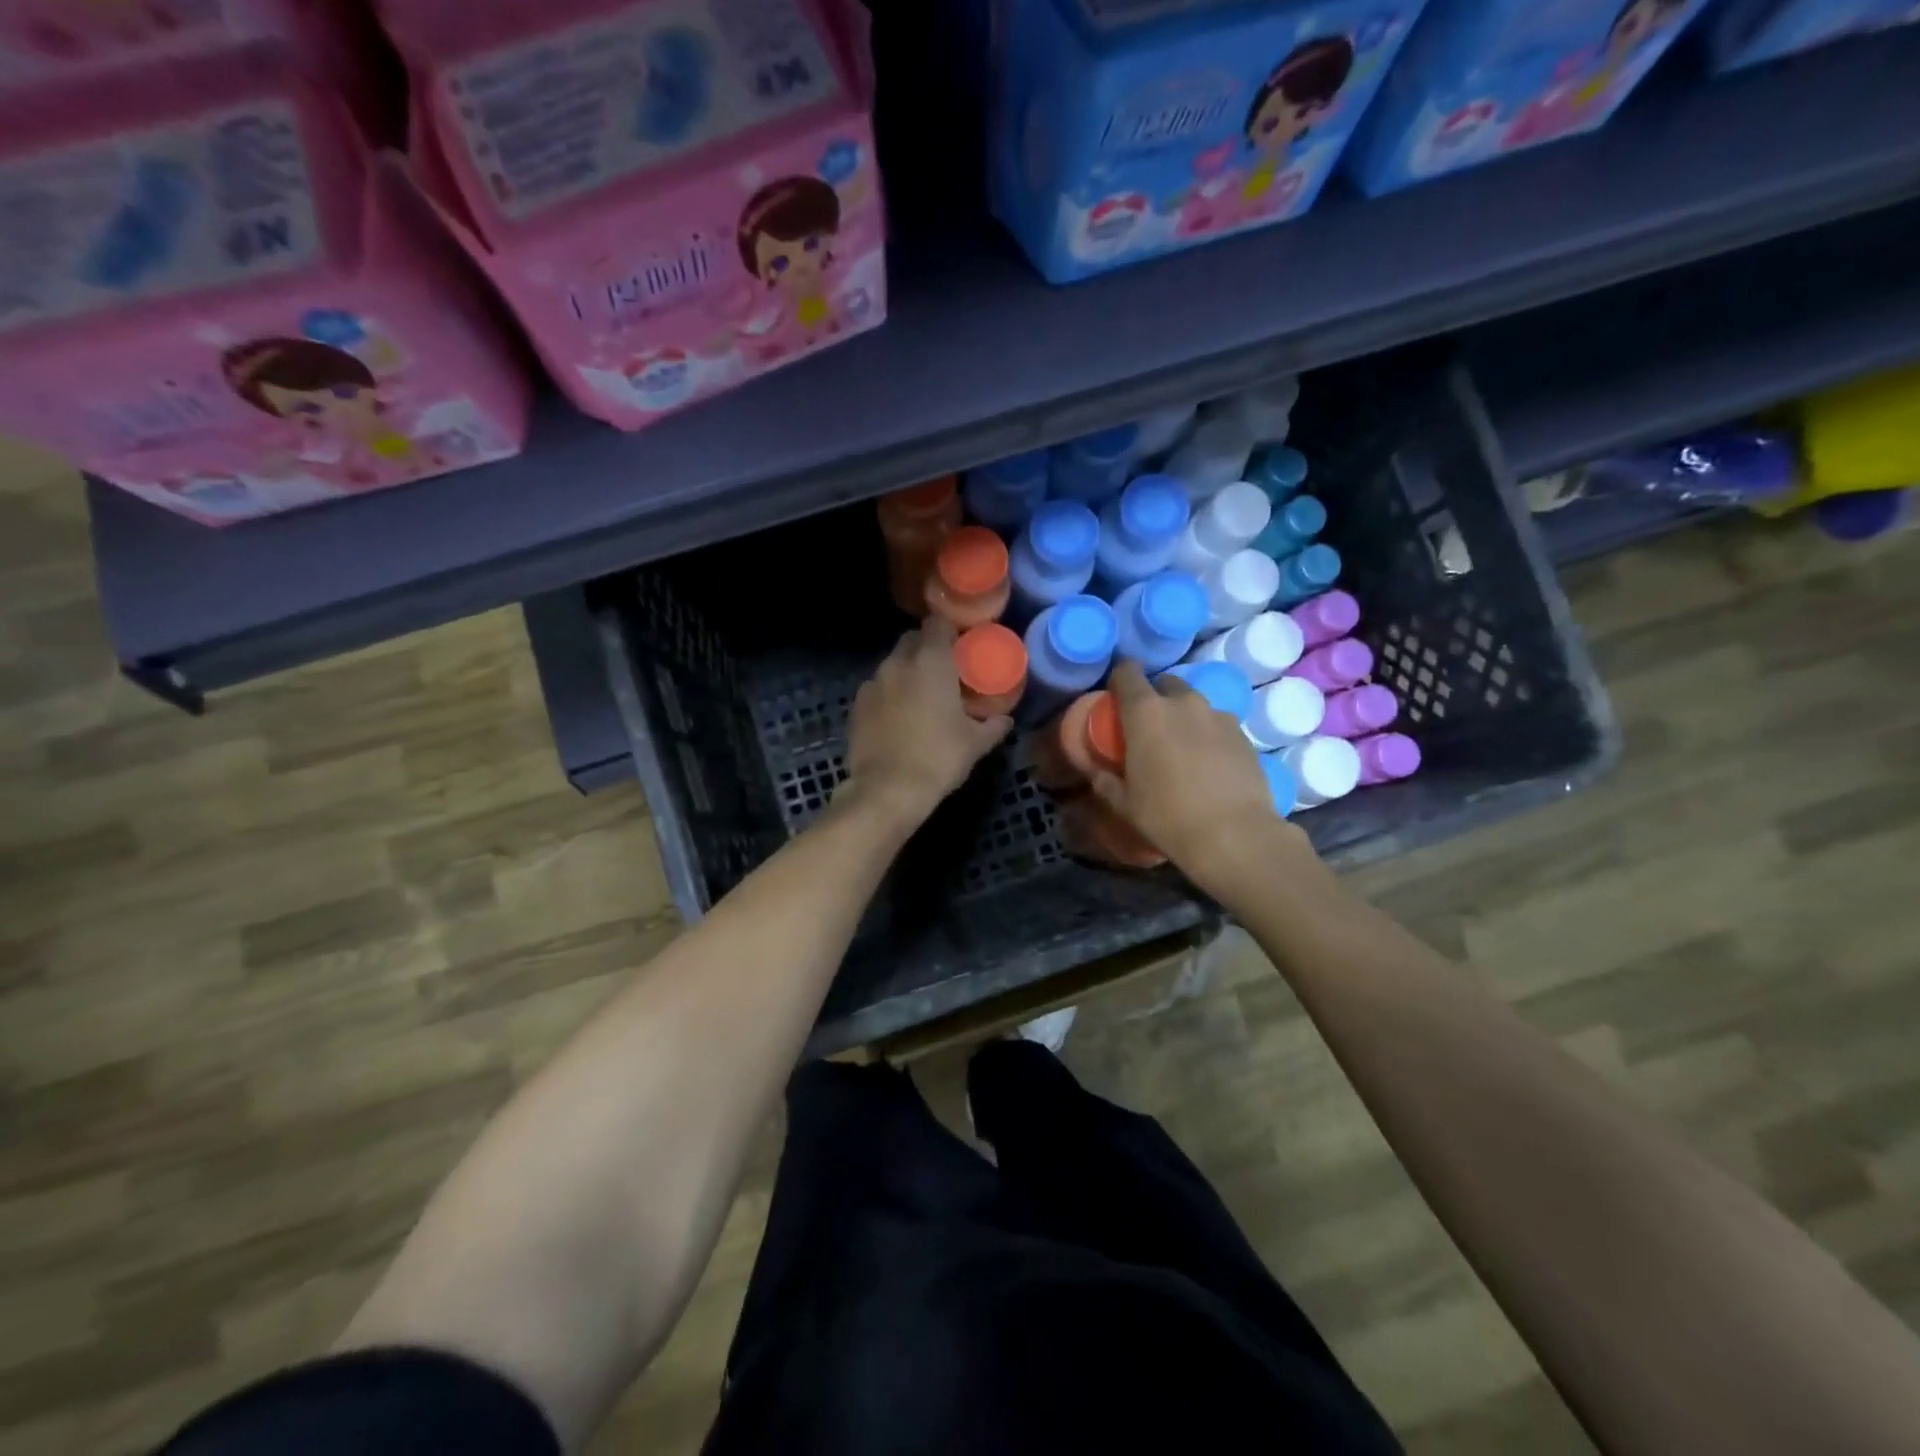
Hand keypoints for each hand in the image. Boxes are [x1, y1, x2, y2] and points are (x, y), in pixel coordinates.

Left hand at [843, 618, 1010, 828]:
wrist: (887, 790)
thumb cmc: (938, 758)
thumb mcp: (975, 744)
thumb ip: (993, 725)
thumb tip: (1005, 720)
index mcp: (930, 661)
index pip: (937, 623)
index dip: (950, 631)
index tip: (961, 646)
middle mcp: (898, 663)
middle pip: (912, 640)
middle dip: (927, 649)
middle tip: (945, 671)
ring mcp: (872, 683)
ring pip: (892, 665)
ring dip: (907, 673)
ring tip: (921, 698)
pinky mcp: (856, 706)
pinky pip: (877, 689)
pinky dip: (889, 695)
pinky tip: (899, 718)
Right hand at [1091, 663, 1314, 896]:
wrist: (1234, 836)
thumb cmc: (1167, 817)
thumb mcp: (1124, 804)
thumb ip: (1105, 781)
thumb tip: (1096, 772)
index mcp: (1145, 713)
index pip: (1127, 673)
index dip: (1119, 678)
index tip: (1115, 696)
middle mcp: (1183, 703)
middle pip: (1164, 683)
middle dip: (1154, 697)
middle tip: (1148, 727)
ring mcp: (1218, 715)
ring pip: (1194, 703)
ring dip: (1183, 716)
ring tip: (1181, 747)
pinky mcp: (1243, 733)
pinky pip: (1217, 723)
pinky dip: (1208, 734)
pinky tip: (1208, 763)